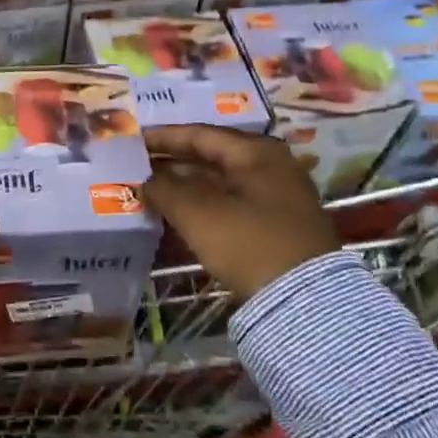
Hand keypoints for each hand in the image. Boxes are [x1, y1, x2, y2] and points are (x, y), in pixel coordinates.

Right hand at [142, 125, 338, 300]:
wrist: (304, 303)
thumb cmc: (248, 243)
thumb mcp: (198, 213)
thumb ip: (166, 189)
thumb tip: (146, 181)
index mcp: (257, 152)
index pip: (200, 134)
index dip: (163, 137)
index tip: (133, 140)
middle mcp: (272, 166)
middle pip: (212, 156)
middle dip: (174, 161)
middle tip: (138, 164)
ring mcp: (278, 198)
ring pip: (221, 182)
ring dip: (186, 185)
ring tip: (151, 189)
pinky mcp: (278, 226)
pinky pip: (231, 204)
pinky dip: (203, 205)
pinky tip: (179, 214)